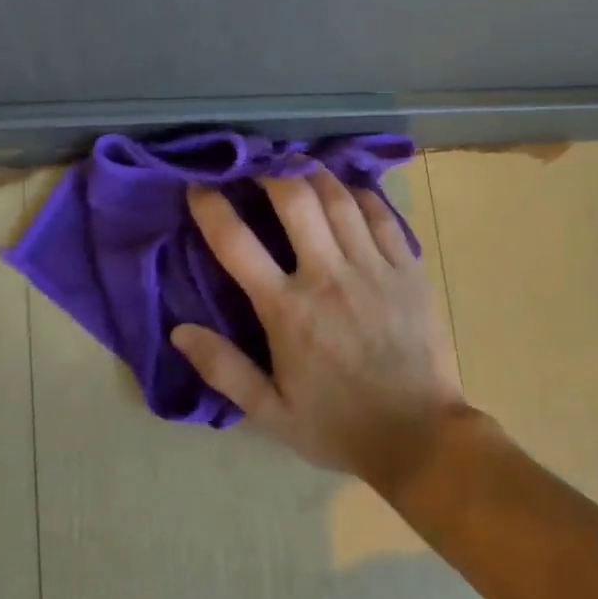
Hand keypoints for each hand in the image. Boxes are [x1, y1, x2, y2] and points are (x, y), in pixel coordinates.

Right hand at [172, 171, 469, 488]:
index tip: (198, 187)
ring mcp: (373, 268)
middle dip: (270, 170)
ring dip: (314, 174)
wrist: (418, 434)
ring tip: (299, 165)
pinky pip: (383, 216)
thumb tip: (179, 331)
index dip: (211, 207)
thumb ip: (224, 369)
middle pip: (295, 199)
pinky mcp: (408, 270)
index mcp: (287, 310)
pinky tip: (349, 191)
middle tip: (257, 164)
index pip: (236, 243)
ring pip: (340, 198)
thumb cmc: (338, 426)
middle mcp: (328, 276)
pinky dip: (361, 196)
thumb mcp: (270, 413)